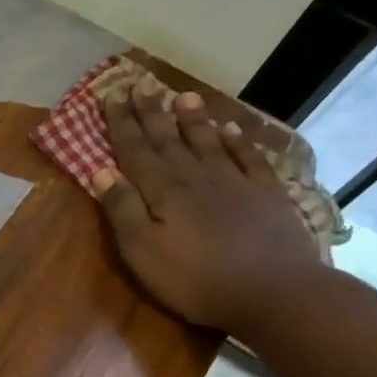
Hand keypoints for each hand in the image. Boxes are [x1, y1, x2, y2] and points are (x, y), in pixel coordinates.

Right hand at [93, 80, 326, 340]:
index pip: (136, 150)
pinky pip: (248, 159)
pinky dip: (237, 141)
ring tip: (182, 96)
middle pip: (168, 140)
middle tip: (141, 83)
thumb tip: (101, 171)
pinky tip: (231, 129)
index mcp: (163, 192)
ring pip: (207, 142)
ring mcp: (235, 184)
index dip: (122, 123)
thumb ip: (123, 210)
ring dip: (192, 119)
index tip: (111, 95)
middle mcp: (196, 178)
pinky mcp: (267, 196)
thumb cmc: (196, 279)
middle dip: (151, 112)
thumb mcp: (143, 251)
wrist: (275, 292)